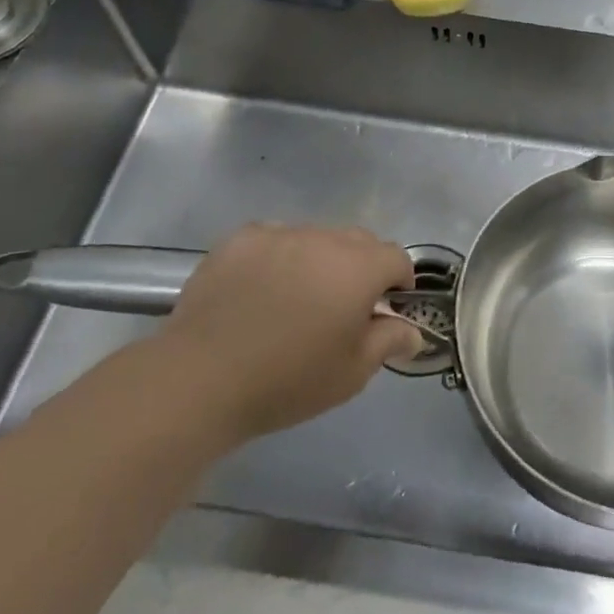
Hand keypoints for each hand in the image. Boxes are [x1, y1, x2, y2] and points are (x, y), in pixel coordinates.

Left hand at [159, 224, 423, 444]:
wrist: (201, 377)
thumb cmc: (288, 380)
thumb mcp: (351, 373)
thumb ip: (388, 342)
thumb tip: (412, 330)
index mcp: (358, 267)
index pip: (396, 257)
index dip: (399, 281)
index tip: (386, 307)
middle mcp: (323, 238)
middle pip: (358, 241)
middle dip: (362, 267)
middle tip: (343, 306)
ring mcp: (279, 233)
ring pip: (316, 238)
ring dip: (319, 260)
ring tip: (296, 299)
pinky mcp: (241, 239)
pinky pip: (275, 239)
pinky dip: (279, 257)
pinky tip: (260, 290)